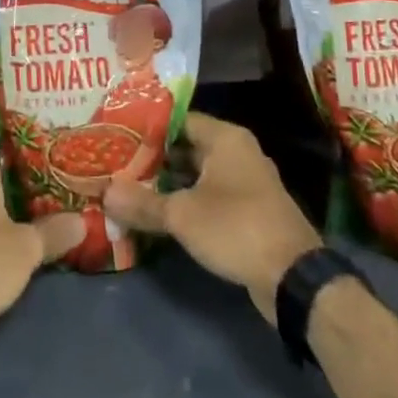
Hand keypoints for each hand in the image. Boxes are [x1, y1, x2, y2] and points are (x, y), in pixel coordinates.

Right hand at [103, 113, 320, 321]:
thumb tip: (104, 193)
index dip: (146, 128)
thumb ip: (142, 202)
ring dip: (167, 182)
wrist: (293, 278)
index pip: (178, 119)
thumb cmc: (236, 228)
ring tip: (128, 187)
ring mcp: (245, 181)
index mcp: (225, 138)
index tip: (116, 136)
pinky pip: (208, 195)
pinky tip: (157, 213)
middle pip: (186, 146)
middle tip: (115, 164)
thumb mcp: (182, 215)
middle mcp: (237, 152)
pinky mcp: (247, 210)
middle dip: (152, 157)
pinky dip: (185, 201)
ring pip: (196, 173)